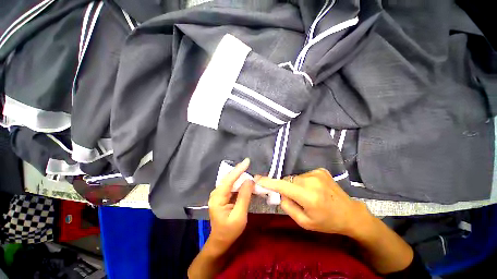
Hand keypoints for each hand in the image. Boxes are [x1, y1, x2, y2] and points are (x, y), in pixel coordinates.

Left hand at [207, 158, 253, 249]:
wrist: (220, 241)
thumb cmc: (230, 231)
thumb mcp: (239, 216)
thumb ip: (244, 197)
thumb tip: (249, 180)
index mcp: (218, 198)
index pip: (229, 180)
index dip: (239, 170)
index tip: (247, 161)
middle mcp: (216, 193)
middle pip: (229, 178)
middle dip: (239, 171)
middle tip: (249, 164)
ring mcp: (218, 194)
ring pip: (230, 181)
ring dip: (239, 175)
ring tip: (248, 170)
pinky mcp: (222, 196)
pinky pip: (231, 185)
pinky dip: (238, 181)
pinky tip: (244, 179)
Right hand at [258, 168, 372, 237]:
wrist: (350, 213)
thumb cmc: (327, 222)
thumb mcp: (305, 222)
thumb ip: (288, 206)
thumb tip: (278, 193)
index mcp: (309, 196)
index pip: (283, 185)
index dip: (268, 182)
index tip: (257, 179)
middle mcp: (312, 181)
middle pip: (288, 180)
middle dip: (286, 187)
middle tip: (292, 198)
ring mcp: (317, 173)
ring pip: (295, 177)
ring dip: (295, 185)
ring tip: (307, 195)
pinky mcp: (320, 170)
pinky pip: (304, 175)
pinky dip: (303, 182)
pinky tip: (313, 189)